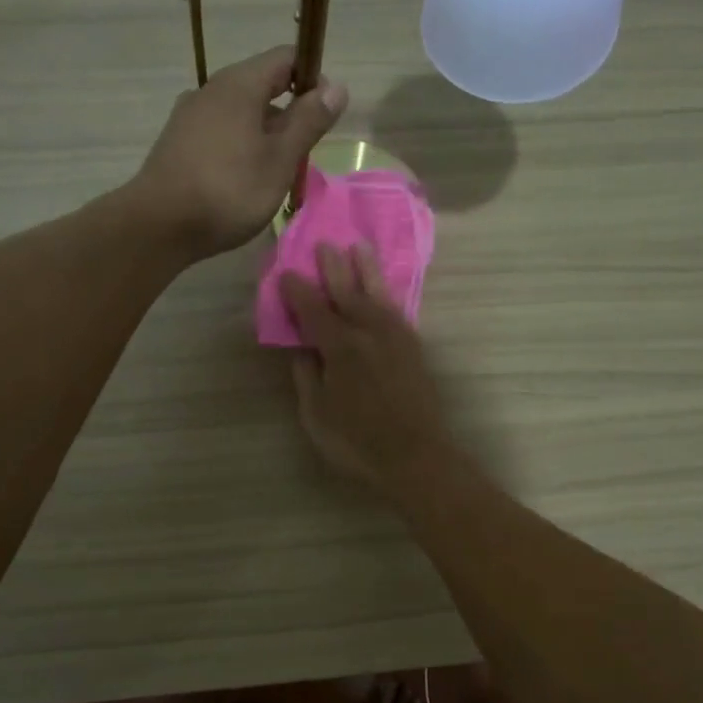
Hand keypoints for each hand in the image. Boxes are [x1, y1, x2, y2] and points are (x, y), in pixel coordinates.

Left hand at [131, 46, 347, 257]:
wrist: (159, 225)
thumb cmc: (229, 190)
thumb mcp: (280, 159)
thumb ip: (309, 121)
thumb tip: (336, 86)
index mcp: (239, 84)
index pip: (285, 58)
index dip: (313, 77)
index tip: (326, 114)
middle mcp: (211, 90)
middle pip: (262, 86)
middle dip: (289, 113)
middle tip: (303, 154)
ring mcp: (189, 116)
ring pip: (240, 114)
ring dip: (265, 135)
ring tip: (276, 174)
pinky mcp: (177, 143)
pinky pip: (220, 133)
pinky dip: (240, 148)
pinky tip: (243, 181)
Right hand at [280, 243, 454, 497]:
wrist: (417, 458)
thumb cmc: (357, 443)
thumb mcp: (317, 416)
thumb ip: (307, 378)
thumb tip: (302, 350)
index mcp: (340, 348)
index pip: (313, 310)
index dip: (297, 291)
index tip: (286, 273)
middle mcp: (369, 333)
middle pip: (348, 292)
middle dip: (334, 267)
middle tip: (324, 244)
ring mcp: (396, 339)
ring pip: (378, 295)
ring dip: (367, 270)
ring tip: (360, 248)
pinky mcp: (414, 349)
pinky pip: (397, 310)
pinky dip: (387, 294)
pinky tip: (383, 292)